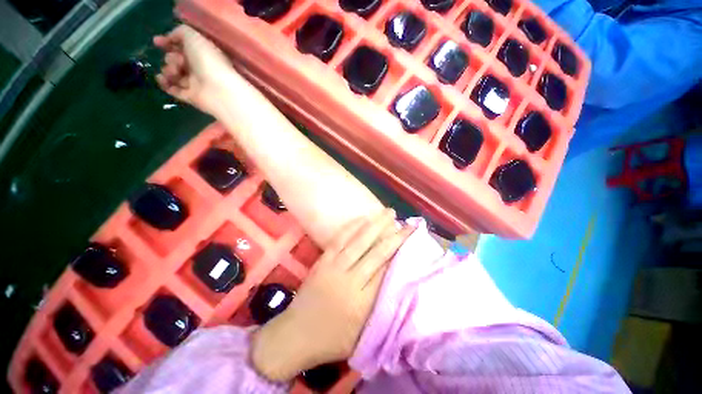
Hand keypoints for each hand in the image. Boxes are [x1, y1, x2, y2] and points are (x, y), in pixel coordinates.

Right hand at [153, 25, 239, 114]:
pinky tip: (161, 79)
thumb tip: (170, 38)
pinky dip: (165, 84)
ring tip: (174, 71)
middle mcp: (201, 68)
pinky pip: (174, 90)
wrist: (219, 91)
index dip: (170, 43)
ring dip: (168, 70)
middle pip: (177, 60)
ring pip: (174, 74)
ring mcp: (196, 84)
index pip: (185, 47)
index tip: (157, 42)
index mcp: (204, 54)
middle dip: (171, 58)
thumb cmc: (208, 61)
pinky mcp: (192, 97)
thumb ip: (181, 33)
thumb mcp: (194, 37)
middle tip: (178, 61)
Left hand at [251, 209, 413, 380]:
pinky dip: (352, 227)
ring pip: (359, 241)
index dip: (400, 254)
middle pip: (377, 253)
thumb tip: (395, 283)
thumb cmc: (332, 340)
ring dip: (375, 225)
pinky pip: (339, 239)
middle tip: (407, 224)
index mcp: (362, 303)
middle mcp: (350, 281)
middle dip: (394, 236)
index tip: (410, 240)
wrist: (295, 335)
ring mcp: (334, 267)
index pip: (386, 272)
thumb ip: (380, 309)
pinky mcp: (323, 261)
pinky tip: (363, 218)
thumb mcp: (362, 335)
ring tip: (388, 212)